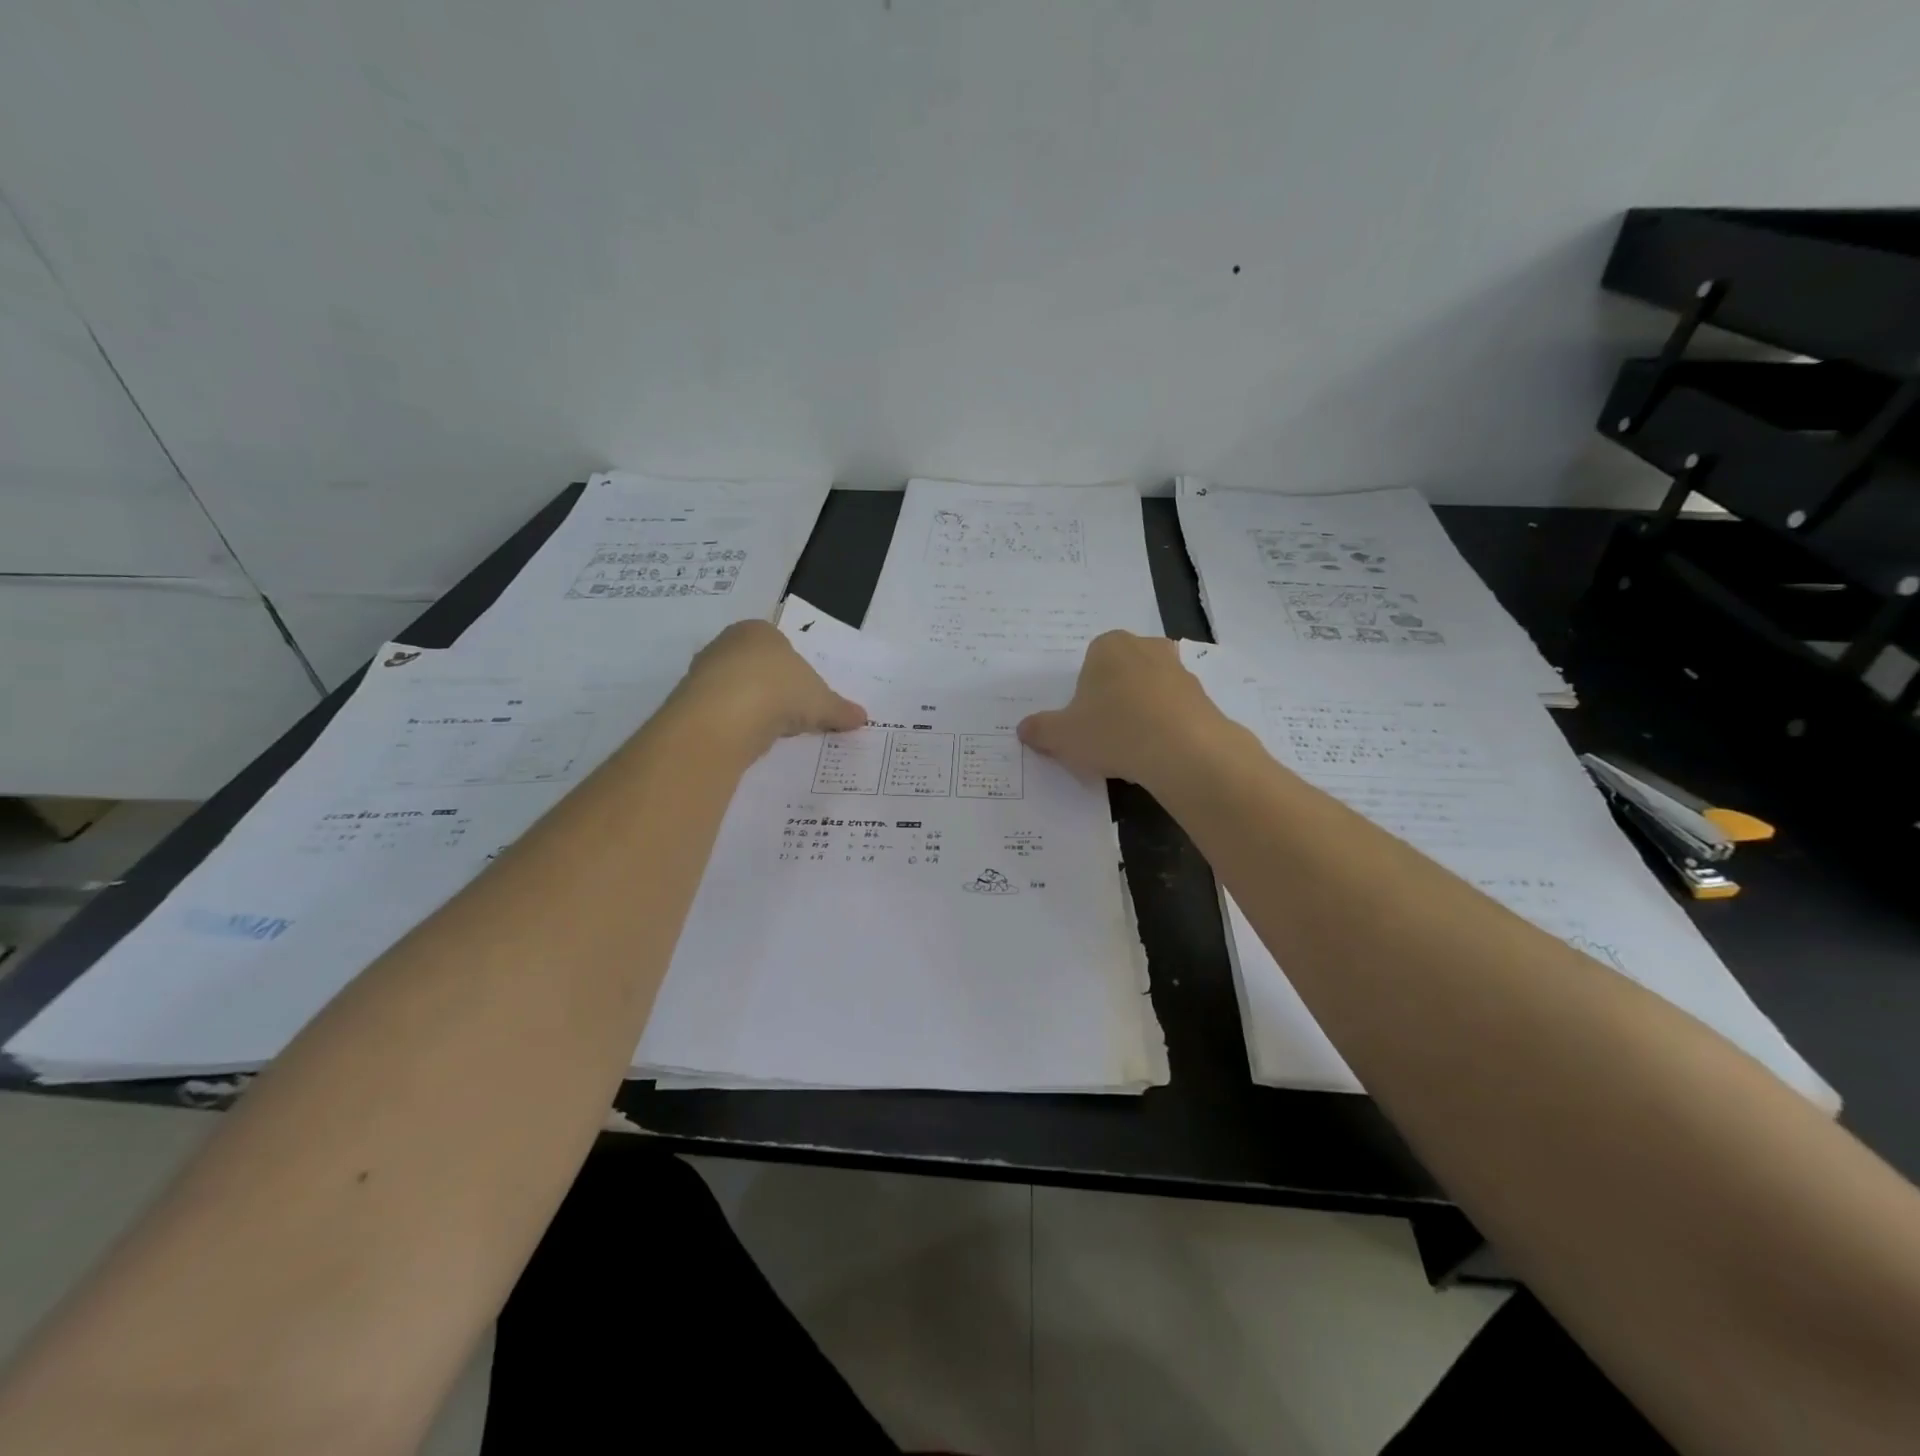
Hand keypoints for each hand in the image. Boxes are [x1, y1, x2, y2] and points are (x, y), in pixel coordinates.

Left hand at [669, 620, 867, 753]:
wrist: (724, 716)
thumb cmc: (779, 691)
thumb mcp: (821, 702)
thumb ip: (840, 709)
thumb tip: (863, 717)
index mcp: (760, 630)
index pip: (782, 647)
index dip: (796, 673)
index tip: (806, 698)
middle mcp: (727, 643)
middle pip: (757, 668)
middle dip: (773, 690)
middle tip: (791, 716)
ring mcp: (703, 671)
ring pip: (736, 690)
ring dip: (753, 709)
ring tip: (770, 732)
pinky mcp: (689, 701)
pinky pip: (720, 712)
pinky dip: (735, 725)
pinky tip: (747, 739)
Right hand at [1017, 632, 1228, 788]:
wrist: (1184, 751)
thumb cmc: (1113, 731)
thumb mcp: (1062, 736)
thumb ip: (1040, 730)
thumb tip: (1024, 729)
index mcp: (1109, 645)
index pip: (1089, 664)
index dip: (1083, 695)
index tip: (1082, 723)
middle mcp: (1146, 647)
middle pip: (1120, 675)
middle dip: (1112, 700)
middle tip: (1103, 735)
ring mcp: (1179, 671)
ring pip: (1149, 693)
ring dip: (1139, 715)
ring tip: (1131, 751)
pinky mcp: (1203, 697)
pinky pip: (1173, 712)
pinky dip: (1164, 729)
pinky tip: (1156, 755)